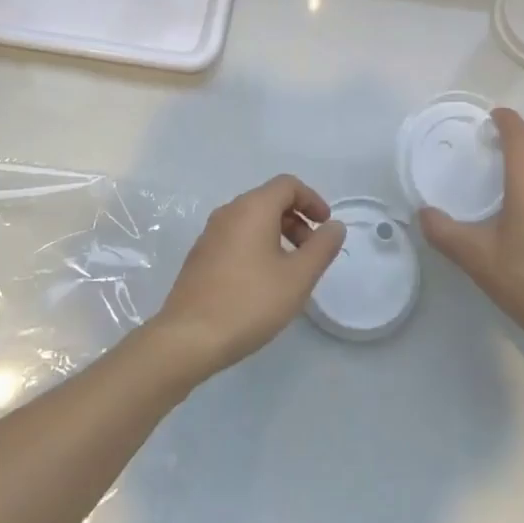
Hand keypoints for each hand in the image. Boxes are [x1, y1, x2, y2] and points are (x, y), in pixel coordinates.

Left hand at [148, 175, 346, 380]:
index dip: (312, 200)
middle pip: (269, 200)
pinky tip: (263, 281)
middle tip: (312, 251)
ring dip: (278, 234)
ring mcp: (210, 234)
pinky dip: (258, 246)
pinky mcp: (200, 256)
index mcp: (252, 208)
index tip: (326, 226)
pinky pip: (236, 237)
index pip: (287, 185)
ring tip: (291, 270)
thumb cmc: (250, 302)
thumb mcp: (298, 277)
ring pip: (252, 220)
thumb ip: (322, 247)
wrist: (188, 337)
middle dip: (297, 219)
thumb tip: (334, 226)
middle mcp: (228, 212)